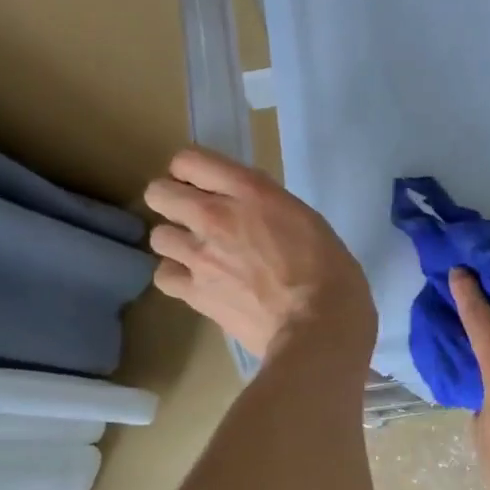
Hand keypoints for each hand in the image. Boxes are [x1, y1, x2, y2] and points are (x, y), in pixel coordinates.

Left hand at [144, 147, 375, 361]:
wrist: (318, 329)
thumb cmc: (332, 273)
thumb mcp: (308, 222)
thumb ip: (270, 210)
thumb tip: (254, 218)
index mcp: (250, 192)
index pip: (189, 160)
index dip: (191, 172)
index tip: (207, 187)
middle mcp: (215, 216)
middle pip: (159, 193)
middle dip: (172, 202)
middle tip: (196, 219)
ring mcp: (200, 256)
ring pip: (158, 235)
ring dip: (176, 242)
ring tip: (199, 255)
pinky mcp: (195, 293)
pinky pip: (164, 275)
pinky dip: (178, 277)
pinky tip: (197, 283)